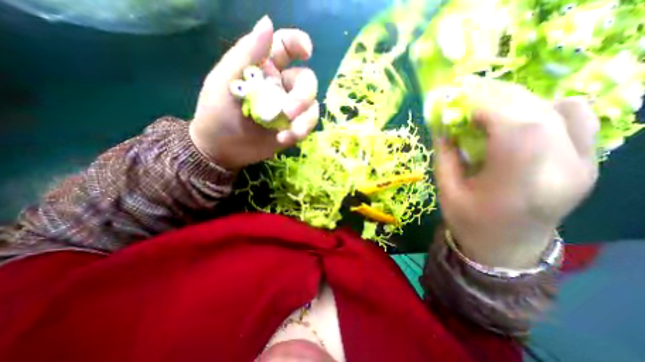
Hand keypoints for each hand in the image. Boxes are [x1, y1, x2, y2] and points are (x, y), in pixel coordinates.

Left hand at [190, 15, 320, 169]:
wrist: (221, 149)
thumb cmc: (217, 112)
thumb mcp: (225, 80)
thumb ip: (246, 53)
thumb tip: (268, 22)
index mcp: (264, 68)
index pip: (287, 48)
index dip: (299, 44)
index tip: (307, 52)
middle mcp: (281, 87)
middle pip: (307, 81)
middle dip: (303, 95)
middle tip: (289, 111)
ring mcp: (289, 110)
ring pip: (312, 106)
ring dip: (305, 119)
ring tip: (289, 133)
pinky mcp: (292, 129)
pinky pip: (306, 126)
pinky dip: (299, 132)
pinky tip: (284, 139)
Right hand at [432, 88, 598, 268]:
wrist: (506, 248)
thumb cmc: (469, 223)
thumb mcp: (447, 192)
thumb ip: (445, 156)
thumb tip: (442, 125)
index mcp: (516, 187)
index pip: (518, 130)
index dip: (488, 107)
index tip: (459, 102)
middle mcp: (560, 172)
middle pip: (539, 114)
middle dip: (497, 97)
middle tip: (467, 96)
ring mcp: (582, 166)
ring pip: (559, 109)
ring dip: (517, 101)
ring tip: (488, 109)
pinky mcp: (587, 163)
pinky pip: (576, 118)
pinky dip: (544, 108)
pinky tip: (518, 120)